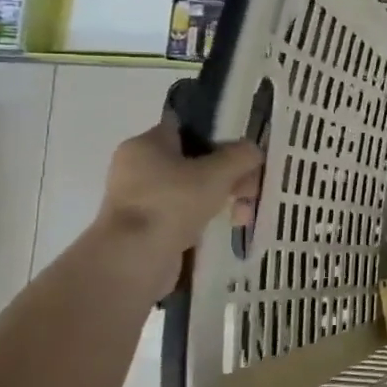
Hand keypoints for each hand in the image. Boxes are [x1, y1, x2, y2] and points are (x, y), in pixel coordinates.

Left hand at [92, 119, 263, 277]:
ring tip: (243, 216)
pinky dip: (207, 217)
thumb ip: (241, 156)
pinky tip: (228, 227)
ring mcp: (141, 199)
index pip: (187, 127)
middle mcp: (138, 167)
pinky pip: (185, 213)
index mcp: (146, 145)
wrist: (133, 259)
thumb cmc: (172, 203)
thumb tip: (253, 150)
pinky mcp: (147, 226)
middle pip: (196, 161)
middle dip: (229, 175)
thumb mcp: (218, 173)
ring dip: (224, 198)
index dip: (218, 135)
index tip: (243, 152)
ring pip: (194, 189)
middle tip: (250, 190)